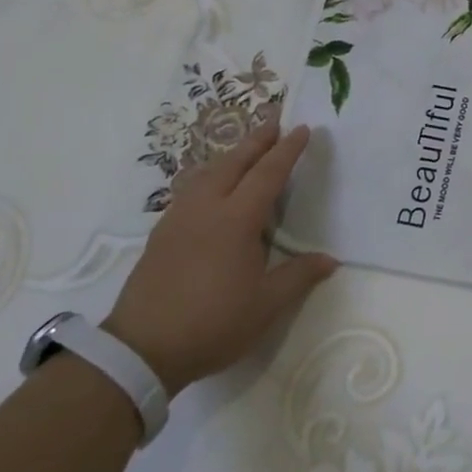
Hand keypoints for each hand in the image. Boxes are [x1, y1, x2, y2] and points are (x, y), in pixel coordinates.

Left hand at [104, 122, 335, 395]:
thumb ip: (299, 276)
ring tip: (246, 149)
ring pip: (207, 172)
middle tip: (275, 121)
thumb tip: (330, 260)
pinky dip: (210, 175)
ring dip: (231, 155)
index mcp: (236, 220)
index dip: (287, 150)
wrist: (140, 350)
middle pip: (234, 162)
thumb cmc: (212, 324)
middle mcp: (206, 209)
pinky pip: (191, 189)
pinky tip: (212, 187)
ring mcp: (179, 219)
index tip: (301, 128)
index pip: (267, 173)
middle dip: (257, 140)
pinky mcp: (162, 234)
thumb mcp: (266, 305)